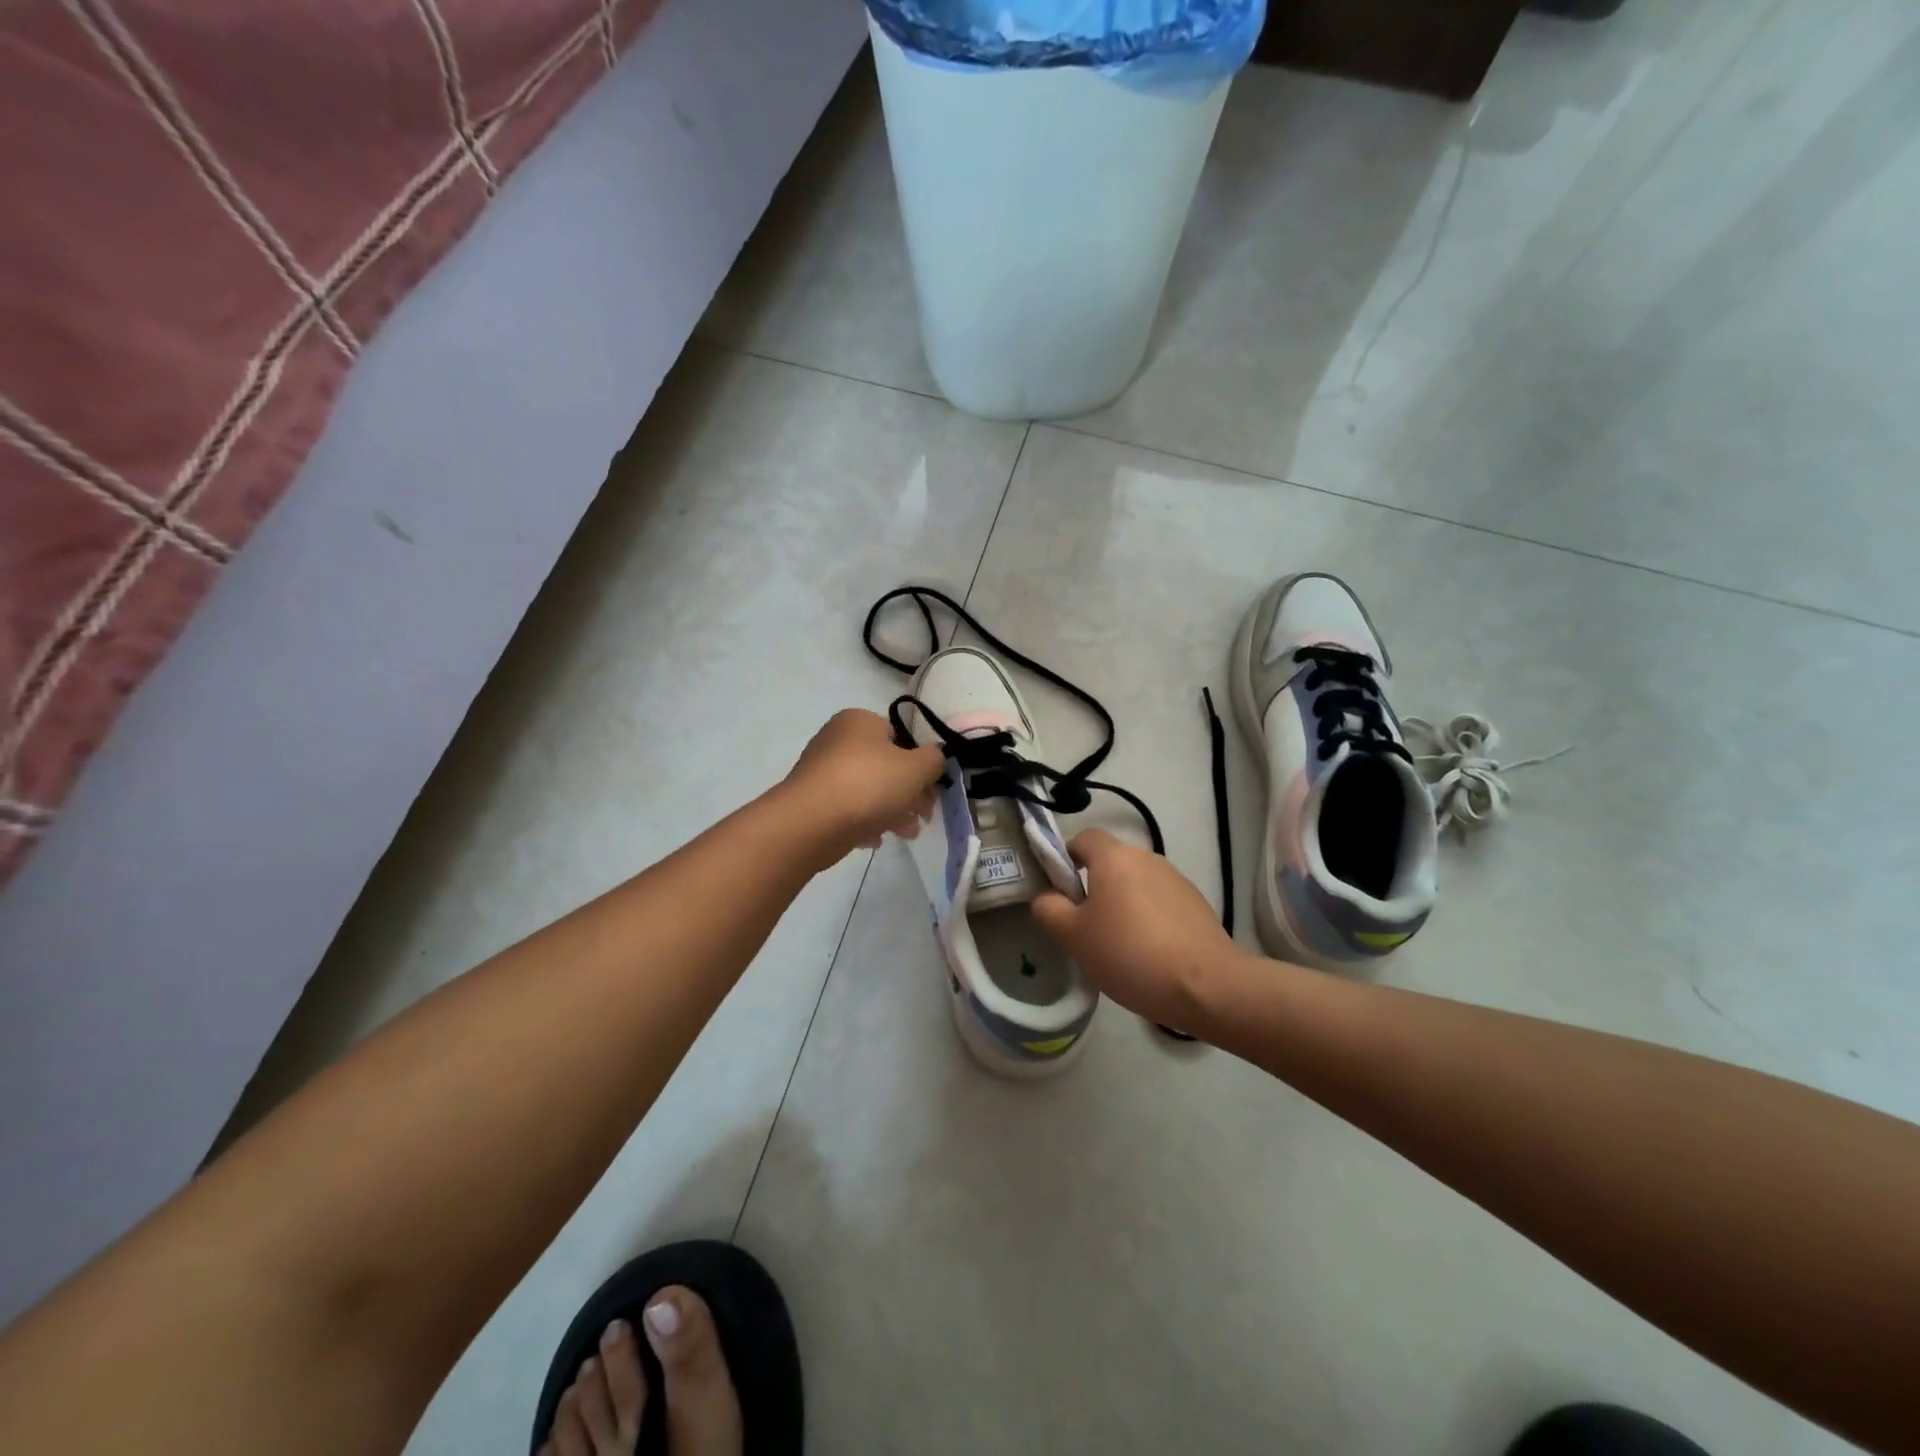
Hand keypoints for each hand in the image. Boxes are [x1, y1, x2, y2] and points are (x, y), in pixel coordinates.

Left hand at [780, 709, 945, 863]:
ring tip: (906, 833)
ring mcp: (821, 771)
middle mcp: (837, 739)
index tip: (933, 789)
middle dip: (909, 792)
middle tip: (924, 816)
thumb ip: (934, 759)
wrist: (811, 823)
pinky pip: (848, 808)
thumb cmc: (868, 785)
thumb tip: (934, 757)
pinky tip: (875, 839)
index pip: (900, 737)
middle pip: (886, 765)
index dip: (921, 763)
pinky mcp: (812, 800)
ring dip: (892, 810)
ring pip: (868, 789)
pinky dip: (865, 821)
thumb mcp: (916, 768)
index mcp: (860, 721)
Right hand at [1031, 829, 1246, 1033]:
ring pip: (1136, 884)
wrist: (1206, 985)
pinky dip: (1149, 920)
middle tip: (1085, 928)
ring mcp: (1177, 880)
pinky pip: (1160, 904)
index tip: (1060, 893)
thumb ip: (1049, 909)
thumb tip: (1048, 896)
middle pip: (1110, 862)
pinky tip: (1149, 956)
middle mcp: (1147, 858)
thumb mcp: (1073, 936)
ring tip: (1119, 948)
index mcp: (1114, 857)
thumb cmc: (1129, 953)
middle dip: (1094, 888)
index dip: (1066, 858)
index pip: (1083, 838)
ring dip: (1123, 906)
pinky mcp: (1197, 904)